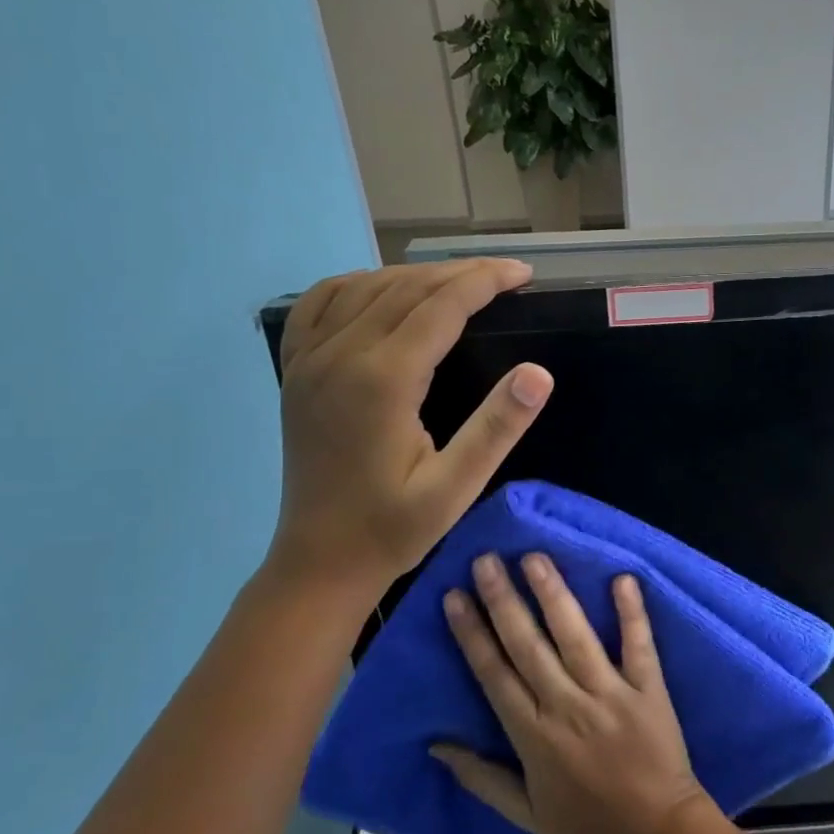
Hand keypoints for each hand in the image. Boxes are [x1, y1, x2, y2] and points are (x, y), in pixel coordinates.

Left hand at [267, 260, 553, 604]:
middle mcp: (340, 355)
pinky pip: (320, 304)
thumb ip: (496, 427)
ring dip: (415, 276)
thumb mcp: (456, 488)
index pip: (441, 305)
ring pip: (365, 287)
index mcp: (382, 380)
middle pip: (406, 288)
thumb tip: (538, 372)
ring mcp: (309, 360)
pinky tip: (380, 290)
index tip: (523, 275)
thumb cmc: (392, 529)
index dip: (485, 281)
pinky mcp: (295, 371)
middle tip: (505, 276)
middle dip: (459, 273)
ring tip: (459, 282)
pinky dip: (357, 284)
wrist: (318, 561)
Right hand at [432, 553, 710, 833]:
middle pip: (528, 646)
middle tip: (486, 559)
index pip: (494, 675)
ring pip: (575, 638)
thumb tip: (436, 745)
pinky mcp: (648, 688)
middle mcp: (567, 707)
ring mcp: (610, 694)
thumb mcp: (524, 813)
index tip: (454, 596)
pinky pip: (639, 645)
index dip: (472, 634)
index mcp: (533, 737)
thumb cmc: (587, 819)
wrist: (657, 829)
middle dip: (504, 601)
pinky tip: (623, 578)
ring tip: (535, 558)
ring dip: (554, 595)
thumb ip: (480, 778)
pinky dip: (632, 613)